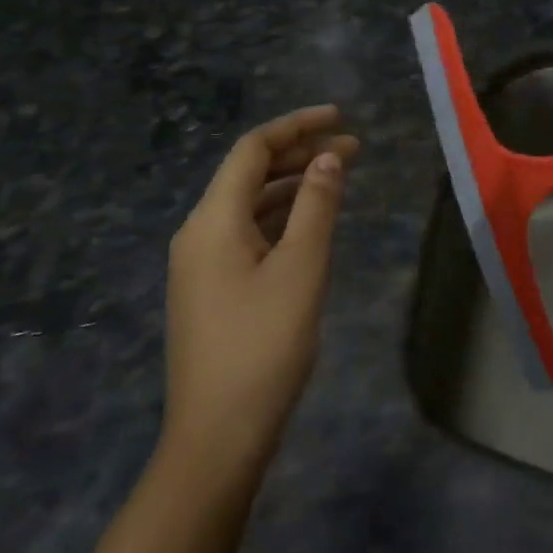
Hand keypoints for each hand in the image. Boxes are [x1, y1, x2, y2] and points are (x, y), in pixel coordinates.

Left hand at [163, 105, 358, 476]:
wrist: (218, 436)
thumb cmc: (263, 345)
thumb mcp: (301, 268)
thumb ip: (317, 206)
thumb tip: (328, 159)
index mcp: (213, 220)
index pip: (253, 150)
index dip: (297, 126)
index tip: (340, 117)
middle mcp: (199, 232)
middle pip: (250, 173)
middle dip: (301, 154)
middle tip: (353, 149)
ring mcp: (201, 263)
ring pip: (250, 204)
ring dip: (294, 185)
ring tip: (340, 178)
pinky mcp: (211, 288)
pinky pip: (248, 232)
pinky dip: (282, 216)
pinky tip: (312, 223)